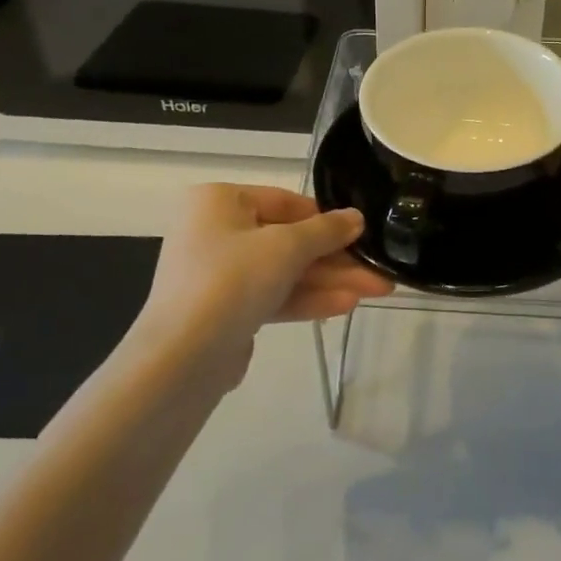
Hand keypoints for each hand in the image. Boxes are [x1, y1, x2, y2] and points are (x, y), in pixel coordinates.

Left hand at [137, 184, 392, 377]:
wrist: (181, 359)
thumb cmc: (232, 280)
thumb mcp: (286, 247)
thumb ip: (326, 230)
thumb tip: (356, 217)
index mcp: (219, 201)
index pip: (284, 201)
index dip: (326, 218)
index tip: (362, 233)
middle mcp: (215, 231)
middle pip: (288, 240)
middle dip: (335, 258)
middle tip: (379, 270)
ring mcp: (218, 274)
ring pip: (284, 271)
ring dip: (329, 281)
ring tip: (377, 290)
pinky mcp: (224, 311)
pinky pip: (272, 295)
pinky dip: (306, 299)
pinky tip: (346, 305)